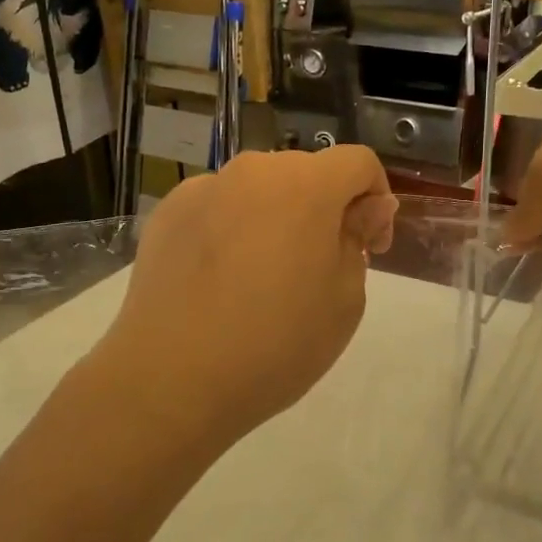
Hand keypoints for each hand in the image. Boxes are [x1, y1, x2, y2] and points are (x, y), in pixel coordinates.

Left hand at [95, 147, 396, 453]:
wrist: (172, 379)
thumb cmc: (276, 344)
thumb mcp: (344, 300)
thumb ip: (358, 239)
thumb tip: (368, 207)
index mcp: (305, 185)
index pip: (358, 162)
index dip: (375, 199)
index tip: (369, 248)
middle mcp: (252, 171)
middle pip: (305, 173)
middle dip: (324, 209)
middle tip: (318, 268)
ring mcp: (203, 189)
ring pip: (257, 190)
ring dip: (275, 218)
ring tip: (263, 278)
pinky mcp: (166, 214)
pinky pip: (216, 208)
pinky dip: (231, 230)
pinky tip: (219, 281)